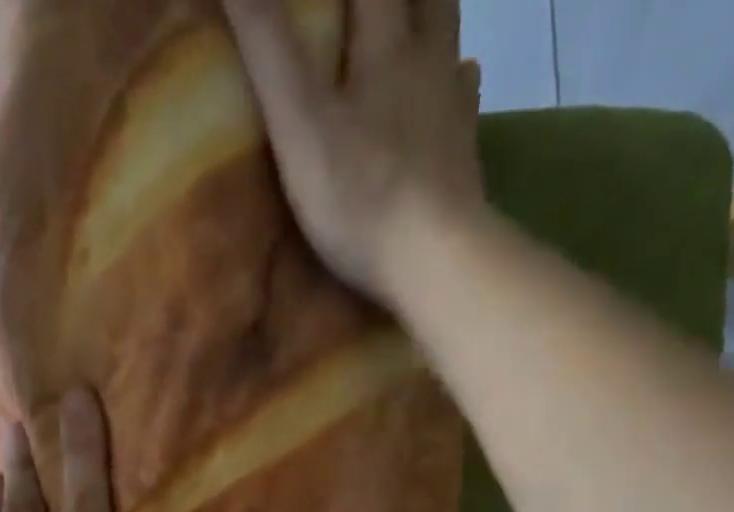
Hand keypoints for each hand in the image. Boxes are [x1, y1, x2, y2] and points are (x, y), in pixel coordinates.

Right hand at [223, 0, 482, 304]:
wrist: (436, 262)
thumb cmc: (362, 195)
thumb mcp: (298, 121)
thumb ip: (267, 46)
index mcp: (385, 42)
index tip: (318, 0)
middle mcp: (428, 60)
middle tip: (371, 5)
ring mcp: (452, 111)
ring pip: (447, 37)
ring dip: (432, 15)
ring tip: (416, 14)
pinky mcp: (466, 159)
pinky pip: (466, 100)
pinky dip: (459, 82)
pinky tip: (456, 84)